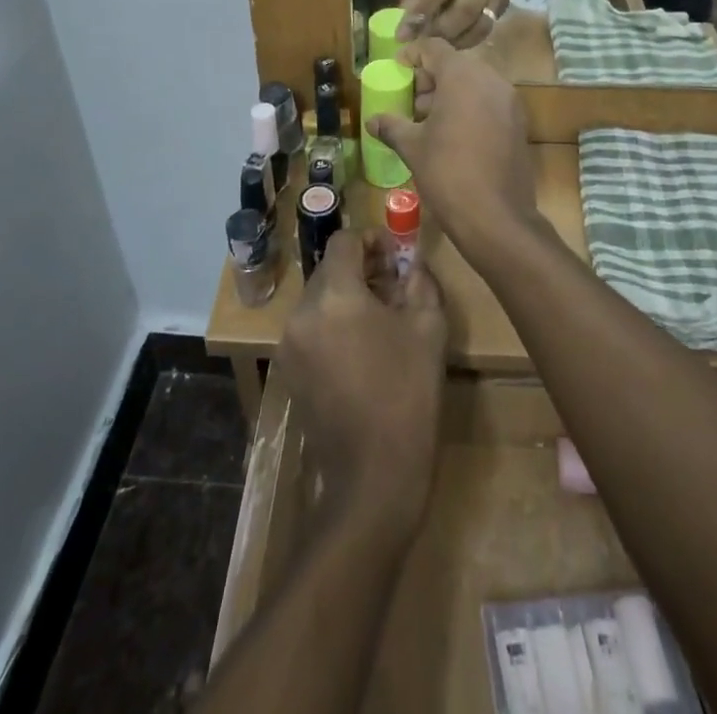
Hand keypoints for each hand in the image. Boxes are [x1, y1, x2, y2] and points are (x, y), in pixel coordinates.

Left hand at [278, 228, 446, 531]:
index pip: (345, 241)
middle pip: (329, 270)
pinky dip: (333, 326)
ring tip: (382, 319)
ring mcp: (289, 346)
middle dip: (362, 270)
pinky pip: (311, 331)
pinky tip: (362, 351)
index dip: (372, 240)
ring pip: (319, 301)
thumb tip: (412, 264)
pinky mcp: (288, 373)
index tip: (397, 255)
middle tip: (395, 285)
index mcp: (333, 295)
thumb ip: (420, 282)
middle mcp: (301, 312)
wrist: (373, 478)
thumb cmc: (407, 394)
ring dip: (348, 298)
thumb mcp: (428, 328)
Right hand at [366, 38, 540, 271]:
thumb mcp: (412, 147)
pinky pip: (489, 103)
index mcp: (462, 76)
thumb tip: (372, 120)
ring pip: (474, 84)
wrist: (496, 217)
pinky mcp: (519, 124)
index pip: (434, 47)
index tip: (397, 69)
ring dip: (449, 94)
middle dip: (430, 78)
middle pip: (456, 64)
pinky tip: (452, 135)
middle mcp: (491, 80)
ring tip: (427, 121)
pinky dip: (469, 108)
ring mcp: (510, 101)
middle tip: (409, 100)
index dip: (412, 55)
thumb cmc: (447, 173)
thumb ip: (392, 126)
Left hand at [398, 0, 509, 46]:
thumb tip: (405, 24)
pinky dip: (469, 39)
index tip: (402, 36)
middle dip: (440, 31)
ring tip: (436, 47)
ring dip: (456, 40)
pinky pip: (488, 27)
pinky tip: (453, 41)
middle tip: (420, 45)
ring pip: (481, 23)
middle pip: (465, 9)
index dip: (420, 13)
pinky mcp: (506, 2)